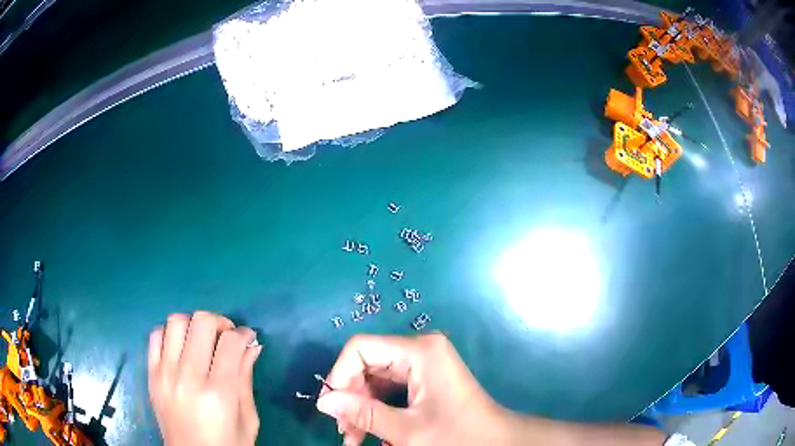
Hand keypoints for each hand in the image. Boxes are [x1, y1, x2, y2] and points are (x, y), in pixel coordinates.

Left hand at [148, 311, 261, 445]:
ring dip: (193, 324)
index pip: (230, 342)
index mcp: (219, 393)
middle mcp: (188, 377)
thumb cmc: (227, 444)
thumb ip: (245, 379)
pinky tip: (181, 346)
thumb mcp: (247, 418)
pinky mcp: (151, 374)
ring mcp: (165, 373)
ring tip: (202, 339)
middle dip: (220, 322)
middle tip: (226, 336)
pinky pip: (155, 335)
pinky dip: (170, 333)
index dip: (243, 333)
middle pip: (202, 322)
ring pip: (176, 321)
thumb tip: (252, 345)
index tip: (247, 337)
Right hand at [315, 333, 510, 445]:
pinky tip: (367, 431)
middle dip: (350, 398)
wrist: (496, 442)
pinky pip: (388, 388)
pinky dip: (375, 408)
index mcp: (419, 351)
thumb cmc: (456, 435)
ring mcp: (423, 363)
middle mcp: (420, 349)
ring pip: (374, 378)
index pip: (361, 348)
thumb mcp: (406, 429)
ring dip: (360, 407)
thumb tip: (323, 402)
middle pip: (366, 364)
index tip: (331, 408)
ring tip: (353, 438)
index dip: (339, 375)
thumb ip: (363, 414)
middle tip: (343, 431)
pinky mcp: (424, 377)